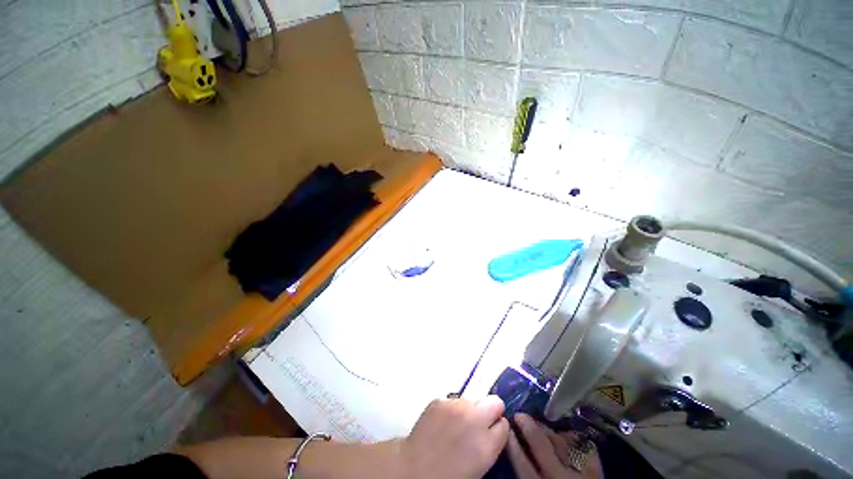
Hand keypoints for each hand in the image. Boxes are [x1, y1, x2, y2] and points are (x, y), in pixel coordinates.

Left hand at [401, 396, 509, 478]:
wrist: (414, 468)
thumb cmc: (448, 475)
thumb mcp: (478, 466)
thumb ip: (490, 444)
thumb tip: (494, 428)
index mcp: (487, 444)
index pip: (504, 424)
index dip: (497, 427)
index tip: (492, 429)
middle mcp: (475, 419)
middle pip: (495, 401)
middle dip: (490, 410)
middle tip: (479, 421)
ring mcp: (456, 406)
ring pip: (472, 399)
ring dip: (469, 409)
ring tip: (457, 423)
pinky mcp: (441, 400)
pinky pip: (453, 400)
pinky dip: (452, 408)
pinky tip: (443, 421)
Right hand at [507, 414, 602, 478]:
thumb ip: (529, 475)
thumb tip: (518, 454)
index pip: (523, 464)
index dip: (513, 444)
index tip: (506, 427)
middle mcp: (560, 477)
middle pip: (541, 445)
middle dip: (528, 426)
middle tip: (519, 414)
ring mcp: (580, 472)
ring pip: (560, 442)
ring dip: (546, 429)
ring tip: (537, 422)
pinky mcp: (596, 470)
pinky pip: (582, 446)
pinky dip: (571, 438)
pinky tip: (563, 432)